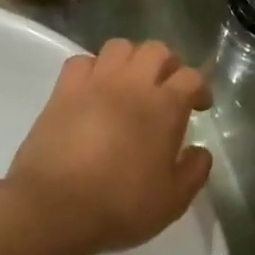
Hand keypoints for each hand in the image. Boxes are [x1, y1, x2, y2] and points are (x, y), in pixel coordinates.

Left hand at [5, 39, 213, 254]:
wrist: (55, 208)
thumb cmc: (120, 206)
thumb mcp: (172, 201)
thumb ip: (194, 171)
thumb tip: (200, 151)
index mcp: (164, 107)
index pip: (190, 77)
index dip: (199, 88)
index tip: (199, 106)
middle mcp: (131, 85)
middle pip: (156, 50)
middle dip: (168, 64)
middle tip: (167, 88)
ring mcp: (94, 83)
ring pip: (119, 46)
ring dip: (131, 59)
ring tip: (131, 83)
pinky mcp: (62, 91)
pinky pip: (81, 61)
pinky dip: (93, 68)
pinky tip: (94, 89)